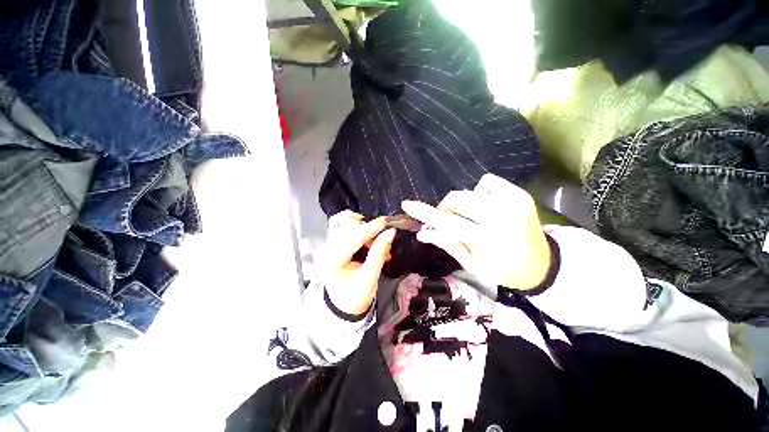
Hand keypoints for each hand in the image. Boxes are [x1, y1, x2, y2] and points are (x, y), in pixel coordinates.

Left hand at [316, 210, 395, 314]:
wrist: (344, 304)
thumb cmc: (356, 295)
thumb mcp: (370, 278)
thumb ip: (379, 253)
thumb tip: (390, 232)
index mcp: (331, 262)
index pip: (349, 239)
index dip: (368, 229)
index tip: (384, 223)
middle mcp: (325, 250)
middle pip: (344, 226)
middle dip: (367, 229)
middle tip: (383, 237)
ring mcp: (327, 244)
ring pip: (343, 222)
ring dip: (362, 226)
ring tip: (374, 239)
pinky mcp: (331, 242)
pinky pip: (343, 225)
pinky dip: (358, 227)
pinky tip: (367, 237)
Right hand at [401, 174, 550, 290]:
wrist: (541, 264)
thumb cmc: (502, 270)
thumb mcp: (471, 264)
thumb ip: (446, 243)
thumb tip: (422, 232)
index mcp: (487, 240)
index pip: (447, 221)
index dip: (425, 212)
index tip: (407, 204)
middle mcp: (500, 216)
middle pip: (456, 199)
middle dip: (445, 208)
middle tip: (448, 220)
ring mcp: (512, 201)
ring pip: (468, 190)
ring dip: (462, 203)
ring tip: (473, 217)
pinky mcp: (520, 193)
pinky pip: (486, 182)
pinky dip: (479, 193)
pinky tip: (487, 208)